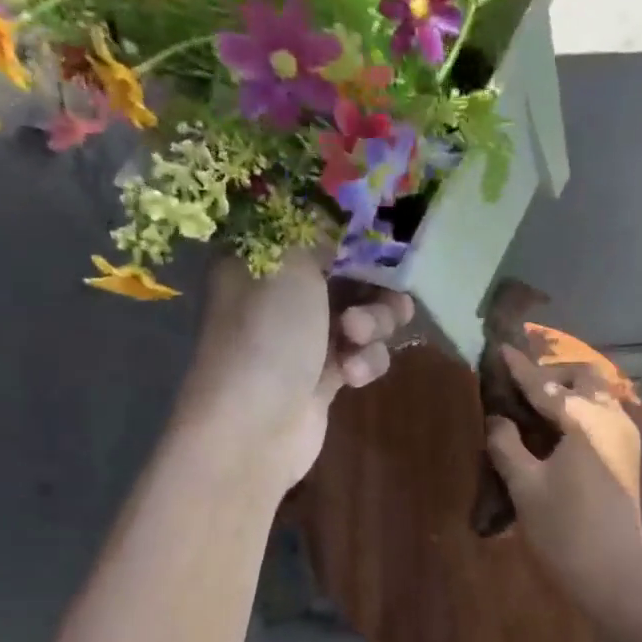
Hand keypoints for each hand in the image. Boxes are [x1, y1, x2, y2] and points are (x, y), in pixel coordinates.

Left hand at [179, 247, 412, 491]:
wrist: (254, 427)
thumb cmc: (268, 334)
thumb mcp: (292, 263)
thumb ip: (323, 231)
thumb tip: (341, 214)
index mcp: (263, 257)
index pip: (315, 227)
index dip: (354, 229)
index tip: (387, 233)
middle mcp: (283, 293)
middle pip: (350, 273)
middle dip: (374, 285)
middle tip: (386, 293)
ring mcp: (305, 336)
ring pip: (364, 315)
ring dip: (374, 325)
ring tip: (359, 338)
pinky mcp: (326, 375)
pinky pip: (362, 354)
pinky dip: (364, 362)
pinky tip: (351, 375)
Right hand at [485, 347, 641, 606]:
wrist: (613, 574)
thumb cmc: (564, 530)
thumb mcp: (525, 485)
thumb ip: (506, 445)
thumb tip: (497, 419)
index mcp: (585, 420)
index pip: (546, 386)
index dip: (520, 369)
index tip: (501, 350)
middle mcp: (612, 419)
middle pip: (585, 378)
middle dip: (554, 376)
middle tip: (523, 392)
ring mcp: (626, 438)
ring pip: (599, 397)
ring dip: (570, 394)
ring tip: (538, 411)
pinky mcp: (628, 457)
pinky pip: (604, 417)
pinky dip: (582, 413)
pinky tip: (559, 434)